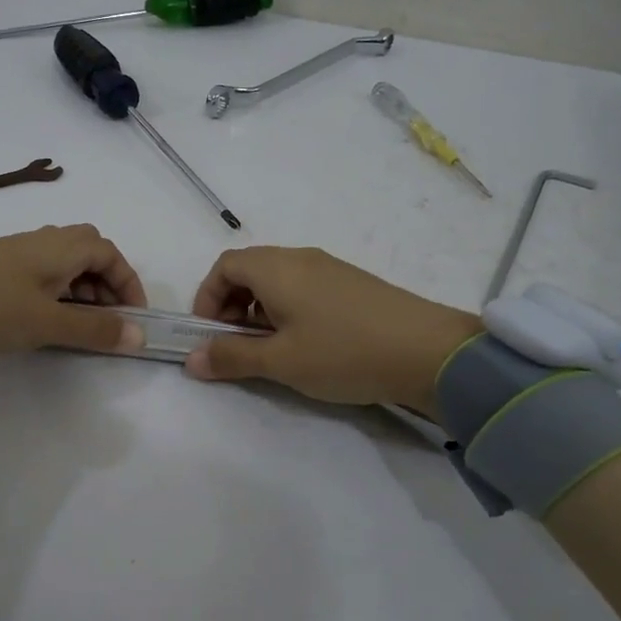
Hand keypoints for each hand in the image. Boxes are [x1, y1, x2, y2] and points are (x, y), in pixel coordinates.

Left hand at [0, 225, 147, 359]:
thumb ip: (95, 330)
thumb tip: (140, 336)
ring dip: (79, 294)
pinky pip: (38, 278)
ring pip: (62, 267)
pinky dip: (52, 297)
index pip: (111, 254)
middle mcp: (43, 241)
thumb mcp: (48, 323)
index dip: (129, 284)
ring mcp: (15, 254)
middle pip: (89, 255)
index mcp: (63, 246)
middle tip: (106, 324)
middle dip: (105, 288)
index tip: (133, 319)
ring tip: (75, 329)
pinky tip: (39, 323)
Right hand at [184, 247, 480, 415]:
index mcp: (277, 268)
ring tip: (271, 350)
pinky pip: (304, 288)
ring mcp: (330, 269)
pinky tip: (306, 345)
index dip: (208, 298)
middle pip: (249, 270)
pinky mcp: (352, 285)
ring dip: (260, 311)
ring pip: (277, 281)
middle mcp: (300, 258)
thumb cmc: (343, 352)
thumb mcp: (281, 361)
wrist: (429, 352)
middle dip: (232, 306)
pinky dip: (288, 311)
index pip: (224, 266)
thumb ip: (232, 356)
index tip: (210, 335)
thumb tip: (191, 359)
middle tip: (237, 345)